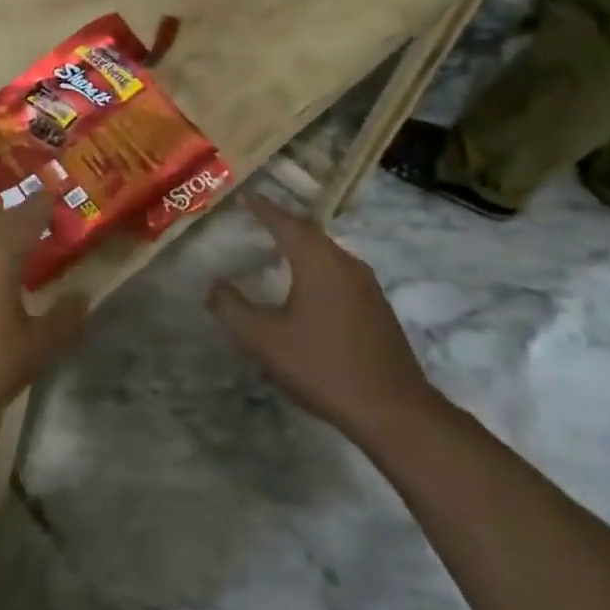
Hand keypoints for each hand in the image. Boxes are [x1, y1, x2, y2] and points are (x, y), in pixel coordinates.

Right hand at [208, 196, 438, 443]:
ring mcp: (367, 285)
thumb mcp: (264, 340)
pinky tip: (310, 284)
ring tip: (281, 246)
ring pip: (328, 252)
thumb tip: (214, 285)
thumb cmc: (323, 367)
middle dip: (284, 222)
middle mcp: (345, 263)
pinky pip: (340, 271)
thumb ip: (232, 308)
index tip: (245, 195)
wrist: (396, 413)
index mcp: (317, 261)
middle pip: (309, 232)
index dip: (263, 208)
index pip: (284, 222)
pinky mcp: (378, 308)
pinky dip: (318, 265)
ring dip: (304, 244)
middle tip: (259, 216)